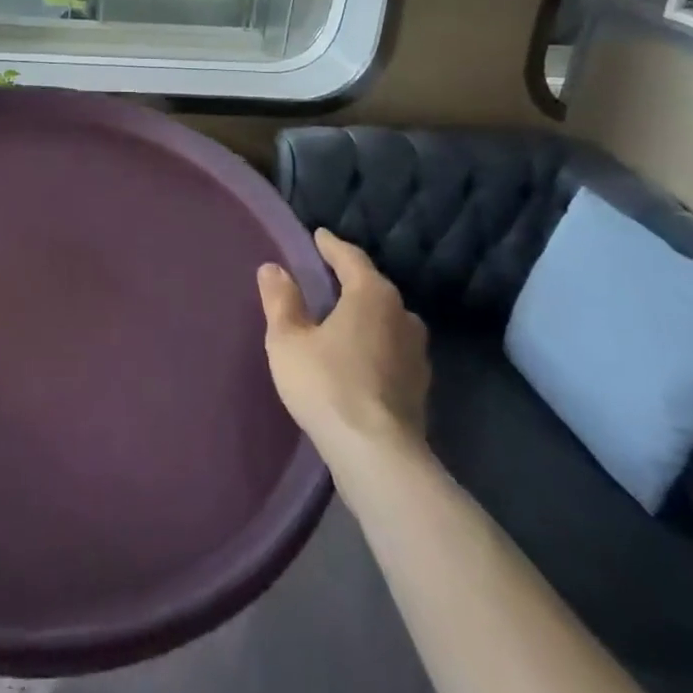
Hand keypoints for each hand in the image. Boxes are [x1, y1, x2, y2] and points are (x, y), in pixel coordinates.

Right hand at [258, 229, 429, 459]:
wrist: (378, 456)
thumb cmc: (328, 385)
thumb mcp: (289, 340)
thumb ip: (281, 300)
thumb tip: (273, 268)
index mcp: (372, 295)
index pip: (350, 258)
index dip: (331, 246)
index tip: (319, 236)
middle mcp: (402, 315)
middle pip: (373, 287)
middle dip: (350, 279)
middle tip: (326, 275)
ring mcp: (417, 352)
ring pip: (387, 319)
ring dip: (365, 314)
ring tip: (341, 316)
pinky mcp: (420, 386)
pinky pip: (392, 348)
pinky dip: (374, 343)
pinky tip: (358, 356)